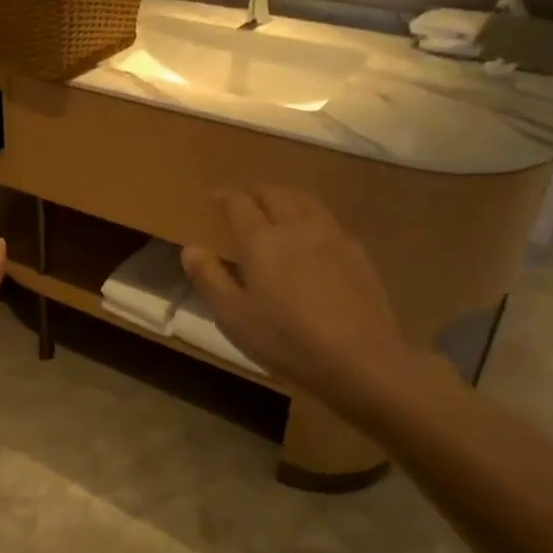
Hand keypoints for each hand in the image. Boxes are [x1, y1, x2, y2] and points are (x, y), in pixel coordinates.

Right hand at [181, 187, 447, 418]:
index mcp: (261, 240)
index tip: (215, 195)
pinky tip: (311, 233)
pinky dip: (310, 214)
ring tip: (276, 204)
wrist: (361, 361)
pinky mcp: (357, 253)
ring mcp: (332, 237)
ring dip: (285, 196)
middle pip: (275, 194)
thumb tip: (191, 249)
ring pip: (305, 200)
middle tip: (244, 198)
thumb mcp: (234, 317)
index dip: (226, 196)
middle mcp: (296, 227)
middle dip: (255, 191)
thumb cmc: (287, 341)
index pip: (240, 203)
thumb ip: (210, 279)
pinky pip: (328, 219)